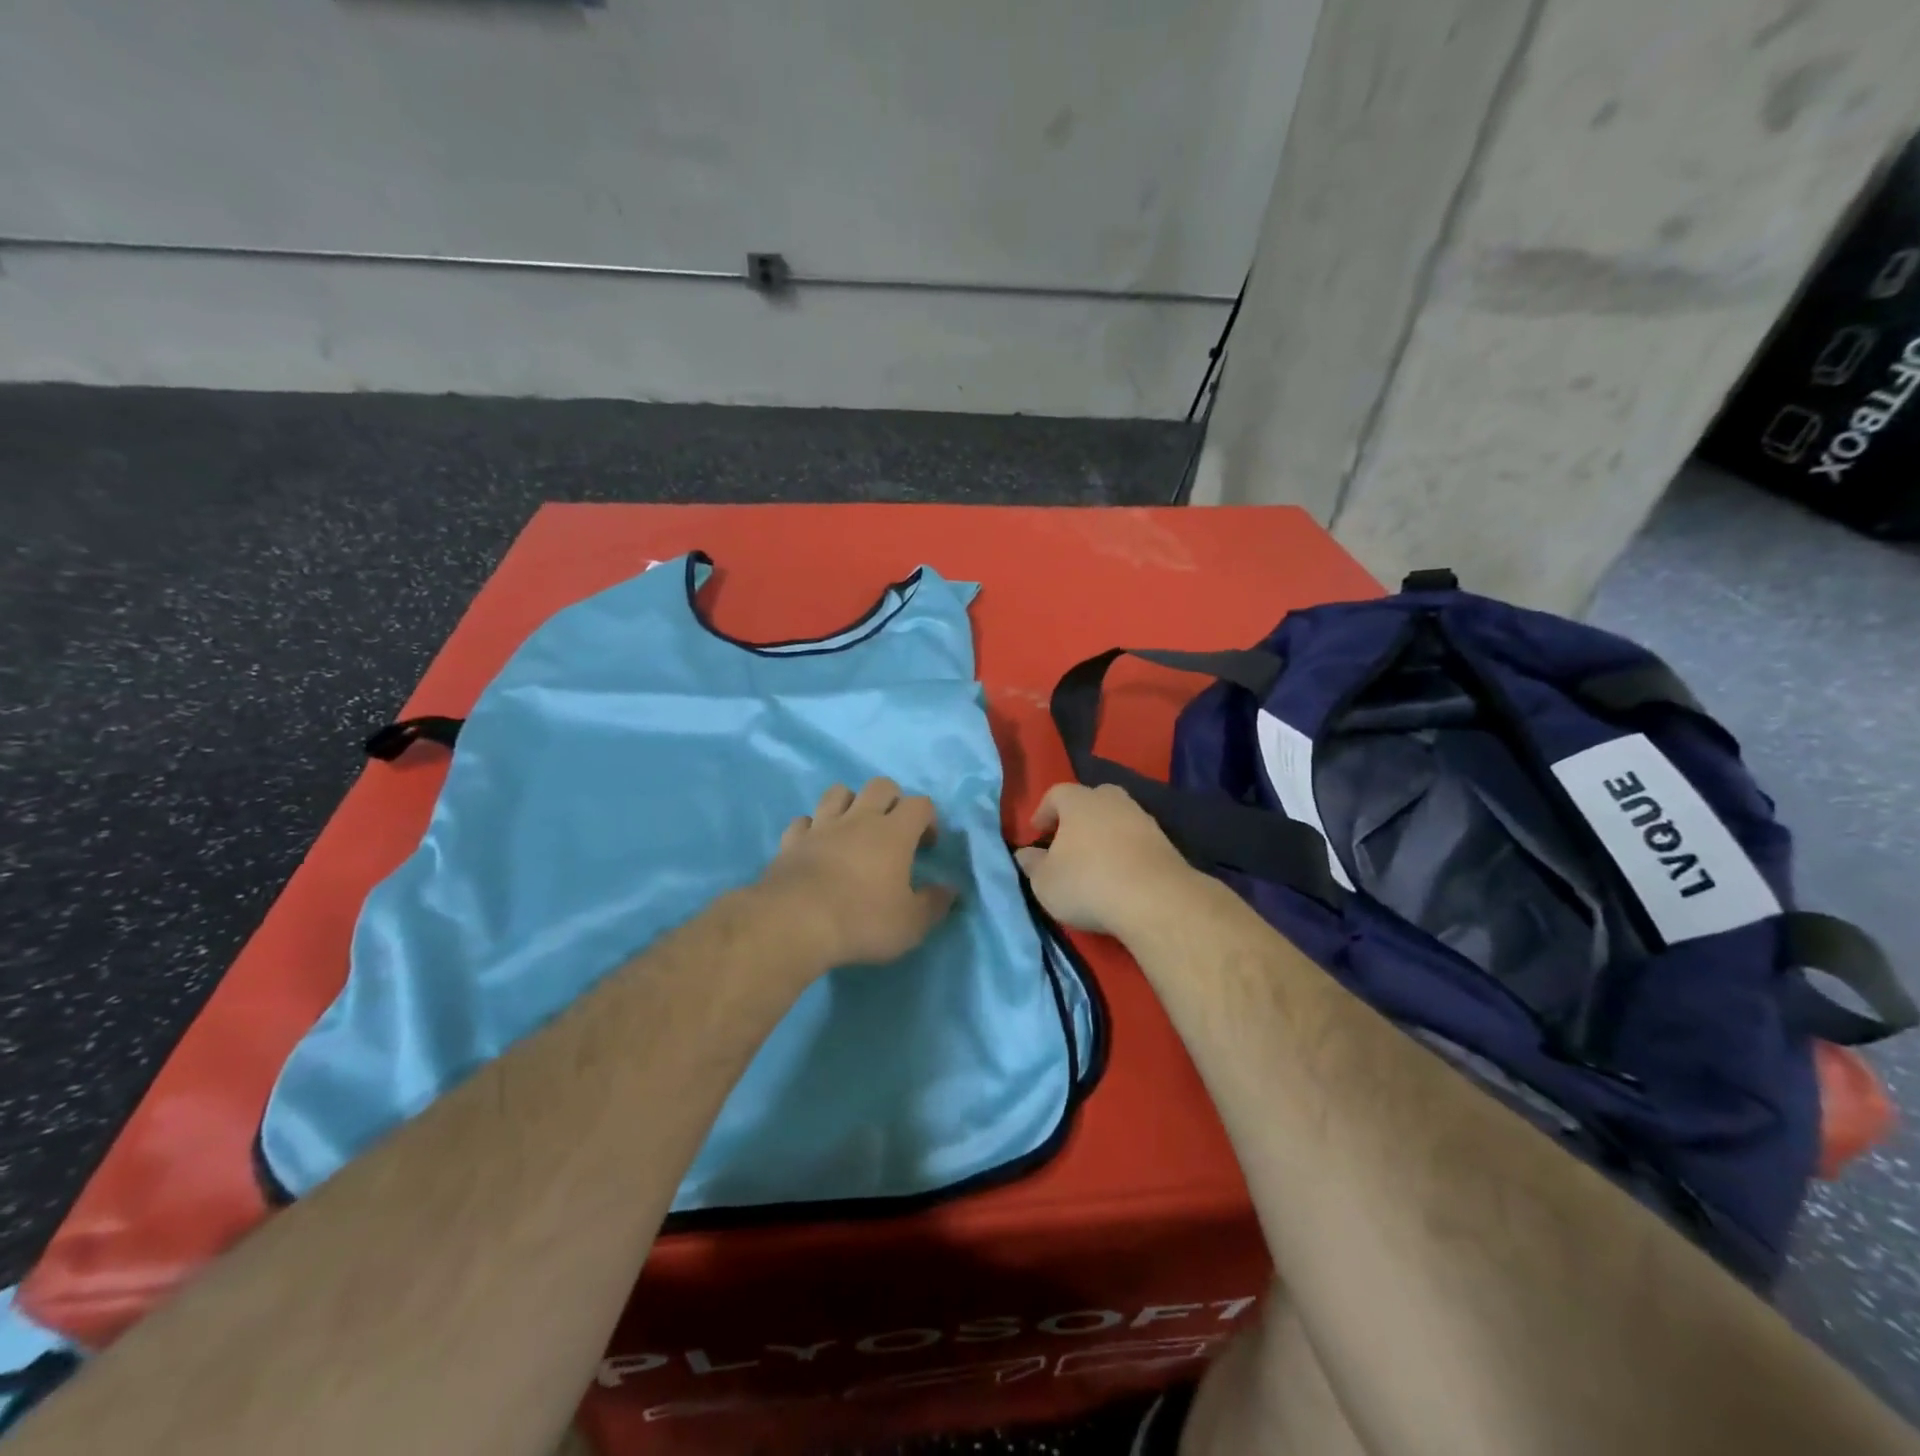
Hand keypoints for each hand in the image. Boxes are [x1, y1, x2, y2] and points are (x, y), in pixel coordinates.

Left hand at [753, 779, 957, 971]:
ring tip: (854, 830)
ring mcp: (821, 826)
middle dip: (892, 800)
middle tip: (893, 831)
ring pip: (838, 792)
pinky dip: (813, 828)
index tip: (927, 845)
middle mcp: (859, 819)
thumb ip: (934, 904)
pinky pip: (803, 821)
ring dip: (850, 804)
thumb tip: (950, 890)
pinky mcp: (791, 841)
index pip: (920, 803)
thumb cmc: (862, 921)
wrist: (795, 923)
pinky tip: (816, 846)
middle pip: (880, 785)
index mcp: (894, 832)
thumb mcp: (911, 924)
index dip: (928, 819)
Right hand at [1015, 783, 1198, 937]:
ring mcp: (1143, 819)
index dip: (1044, 811)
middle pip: (1092, 799)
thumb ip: (1032, 865)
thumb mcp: (1045, 882)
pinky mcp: (1165, 843)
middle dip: (1079, 816)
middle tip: (1068, 841)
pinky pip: (1137, 840)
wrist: (1155, 900)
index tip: (1037, 832)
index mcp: (1079, 802)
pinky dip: (1127, 851)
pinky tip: (1121, 875)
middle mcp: (1112, 801)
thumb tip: (1025, 854)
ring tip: (1096, 862)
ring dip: (1105, 835)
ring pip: (1118, 818)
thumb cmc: (1087, 883)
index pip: (1056, 793)